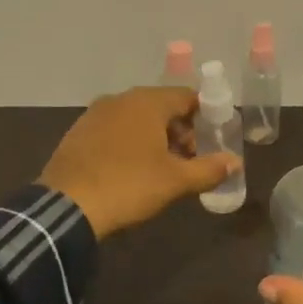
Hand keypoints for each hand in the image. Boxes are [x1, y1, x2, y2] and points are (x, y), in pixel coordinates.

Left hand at [39, 86, 237, 238]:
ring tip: (162, 167)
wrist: (66, 207)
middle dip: (179, 129)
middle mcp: (121, 99)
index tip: (212, 139)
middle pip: (161, 106)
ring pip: (136, 118)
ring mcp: (95, 114)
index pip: (186, 96)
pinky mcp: (78, 132)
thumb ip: (209, 169)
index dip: (204, 116)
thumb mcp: (175, 181)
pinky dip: (129, 141)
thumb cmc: (129, 185)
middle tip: (189, 159)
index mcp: (147, 102)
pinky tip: (130, 169)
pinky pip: (114, 129)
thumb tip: (236, 162)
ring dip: (154, 136)